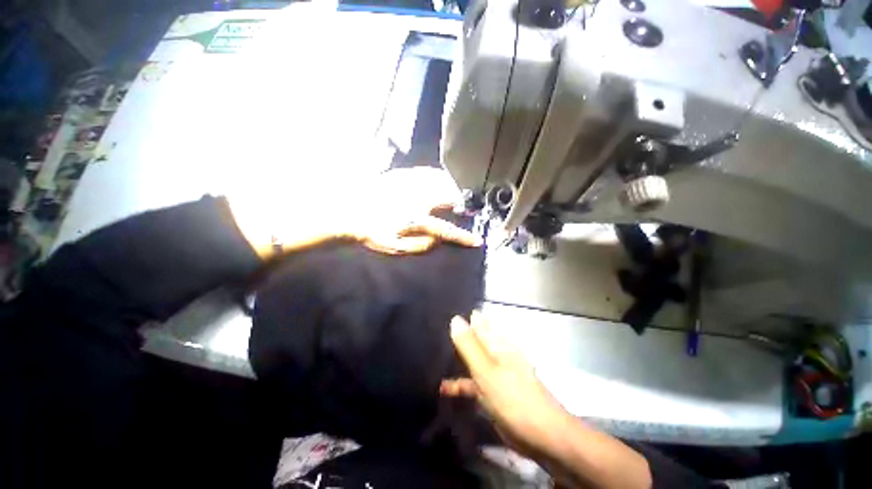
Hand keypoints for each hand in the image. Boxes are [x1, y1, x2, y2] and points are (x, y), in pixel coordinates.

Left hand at [228, 167, 480, 258]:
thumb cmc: (371, 233)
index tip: (477, 241)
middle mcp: (417, 198)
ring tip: (451, 195)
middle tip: (460, 209)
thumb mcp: (395, 247)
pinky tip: (436, 181)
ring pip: (439, 181)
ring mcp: (409, 183)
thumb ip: (421, 244)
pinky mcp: (401, 174)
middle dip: (459, 203)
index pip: (445, 230)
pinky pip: (425, 172)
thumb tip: (439, 239)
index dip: (463, 237)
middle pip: (447, 197)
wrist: (347, 212)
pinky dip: (436, 177)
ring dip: (449, 188)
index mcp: (415, 219)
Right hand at [440, 311, 571, 457]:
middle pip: (473, 340)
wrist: (540, 434)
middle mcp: (496, 353)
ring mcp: (494, 373)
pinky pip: (473, 382)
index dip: (462, 318)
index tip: (443, 313)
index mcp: (497, 343)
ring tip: (434, 357)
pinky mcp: (493, 391)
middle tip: (434, 335)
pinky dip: (460, 383)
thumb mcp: (486, 370)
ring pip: (472, 360)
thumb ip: (469, 345)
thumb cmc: (512, 397)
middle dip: (456, 338)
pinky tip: (444, 388)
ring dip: (456, 360)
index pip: (478, 322)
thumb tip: (455, 318)